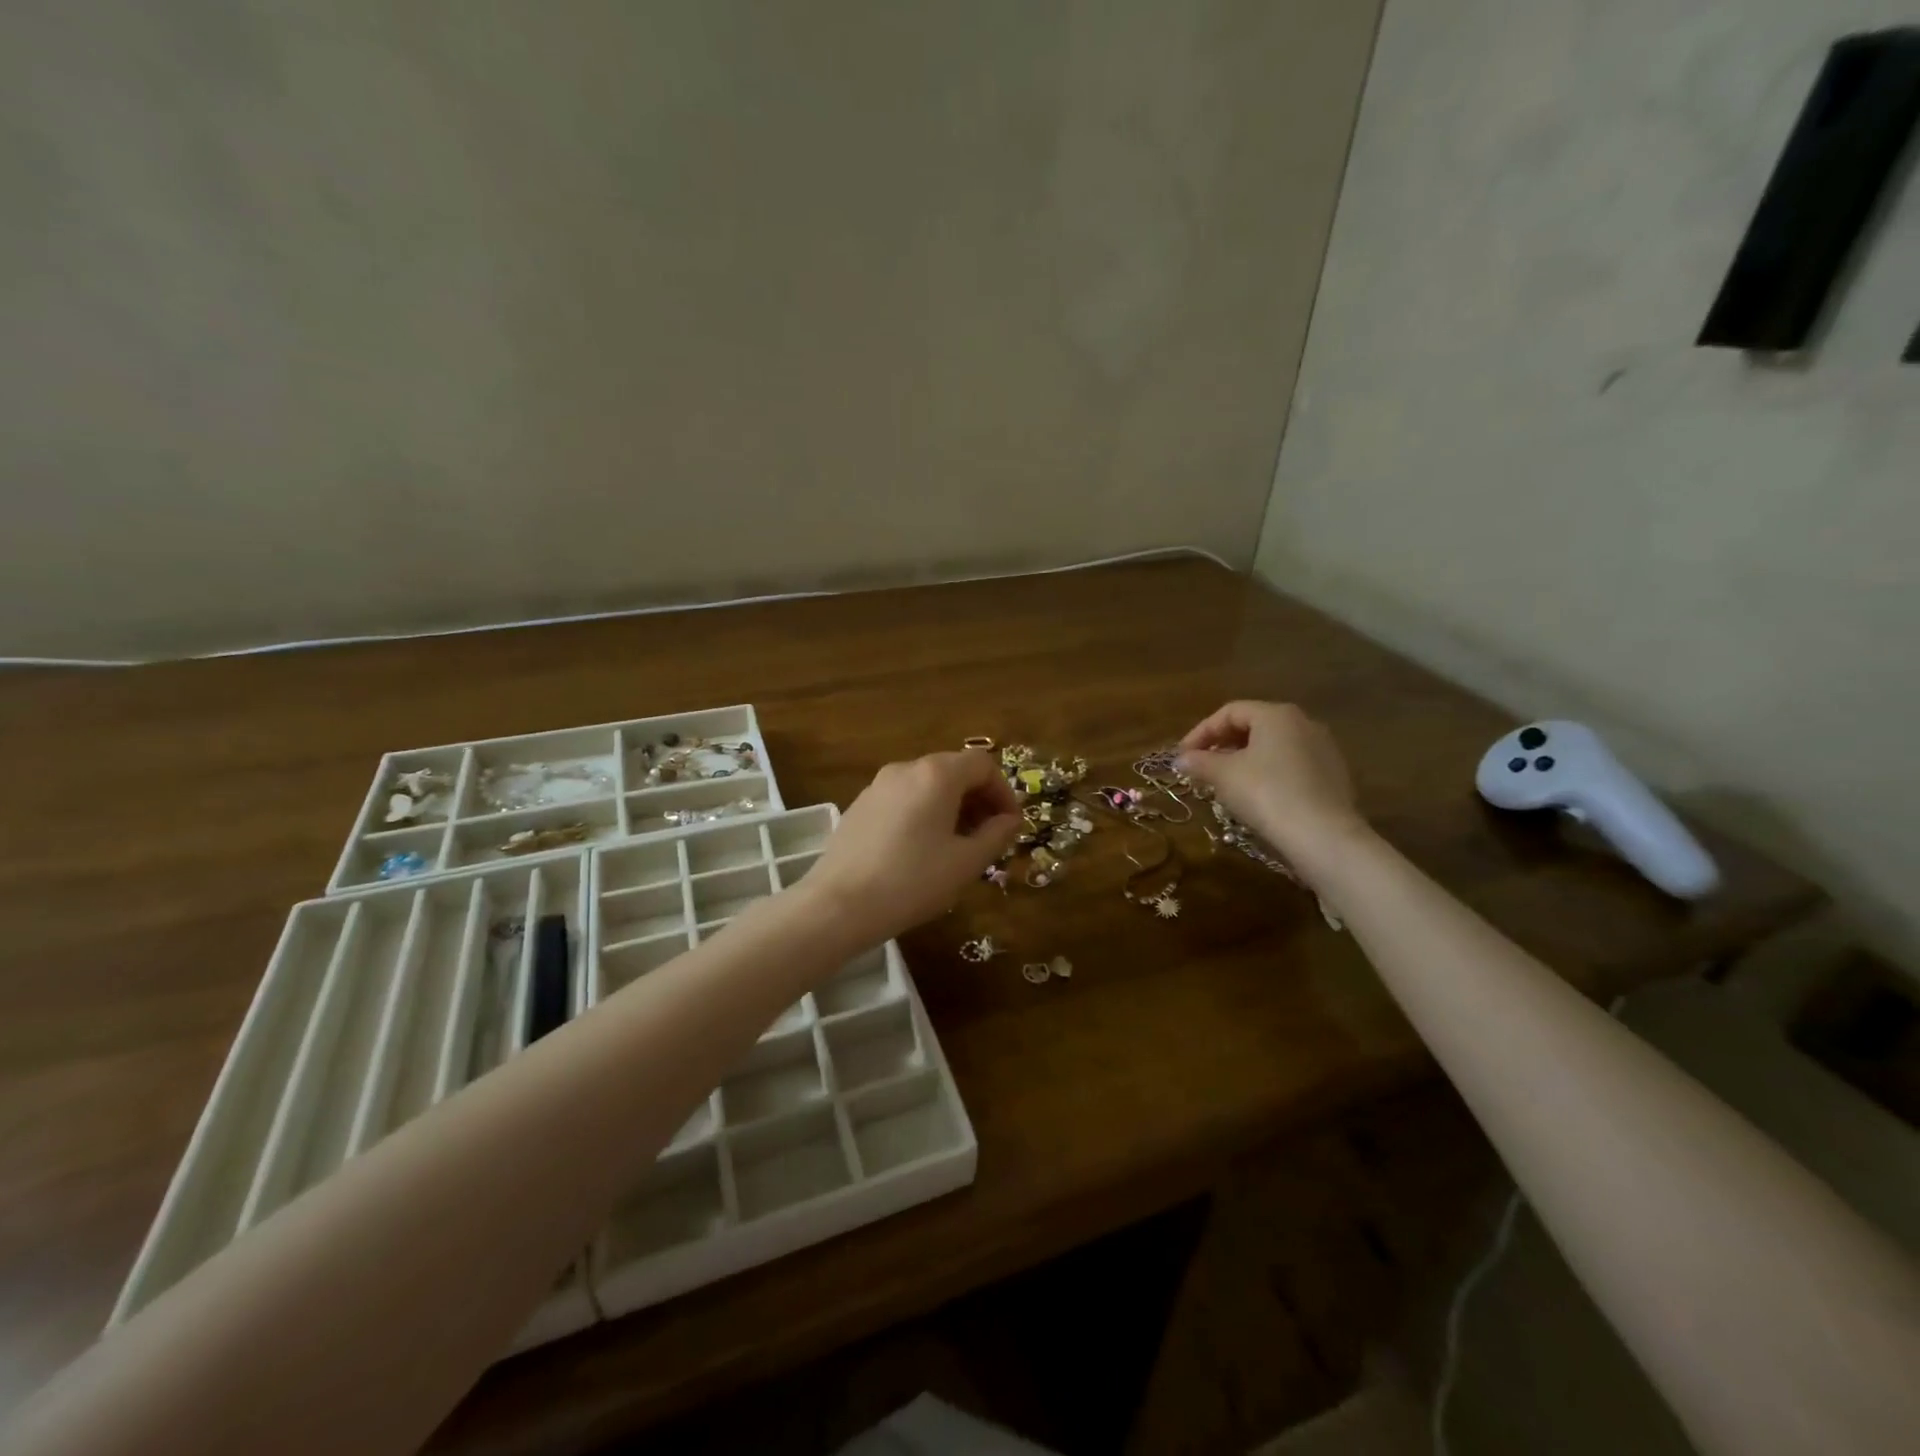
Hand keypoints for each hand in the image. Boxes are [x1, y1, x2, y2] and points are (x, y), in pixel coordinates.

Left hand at [802, 750, 1021, 946]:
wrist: (839, 905)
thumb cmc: (912, 881)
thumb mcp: (966, 863)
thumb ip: (995, 835)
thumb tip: (1009, 820)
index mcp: (936, 775)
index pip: (983, 765)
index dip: (1004, 792)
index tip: (1010, 825)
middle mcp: (906, 769)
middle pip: (954, 771)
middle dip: (979, 800)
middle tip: (989, 837)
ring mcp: (878, 786)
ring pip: (927, 786)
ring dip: (952, 808)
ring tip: (958, 847)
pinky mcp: (860, 806)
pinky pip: (903, 799)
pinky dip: (924, 813)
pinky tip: (921, 850)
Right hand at [1177, 701, 1369, 873]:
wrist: (1322, 836)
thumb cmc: (1266, 794)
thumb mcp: (1223, 776)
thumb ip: (1199, 762)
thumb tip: (1180, 759)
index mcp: (1276, 714)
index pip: (1230, 712)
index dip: (1201, 732)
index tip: (1183, 756)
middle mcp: (1304, 723)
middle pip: (1253, 726)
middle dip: (1222, 745)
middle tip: (1201, 766)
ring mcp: (1323, 749)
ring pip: (1273, 747)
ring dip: (1244, 760)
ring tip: (1225, 782)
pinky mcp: (1334, 775)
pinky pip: (1291, 765)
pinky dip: (1268, 773)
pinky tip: (1257, 796)